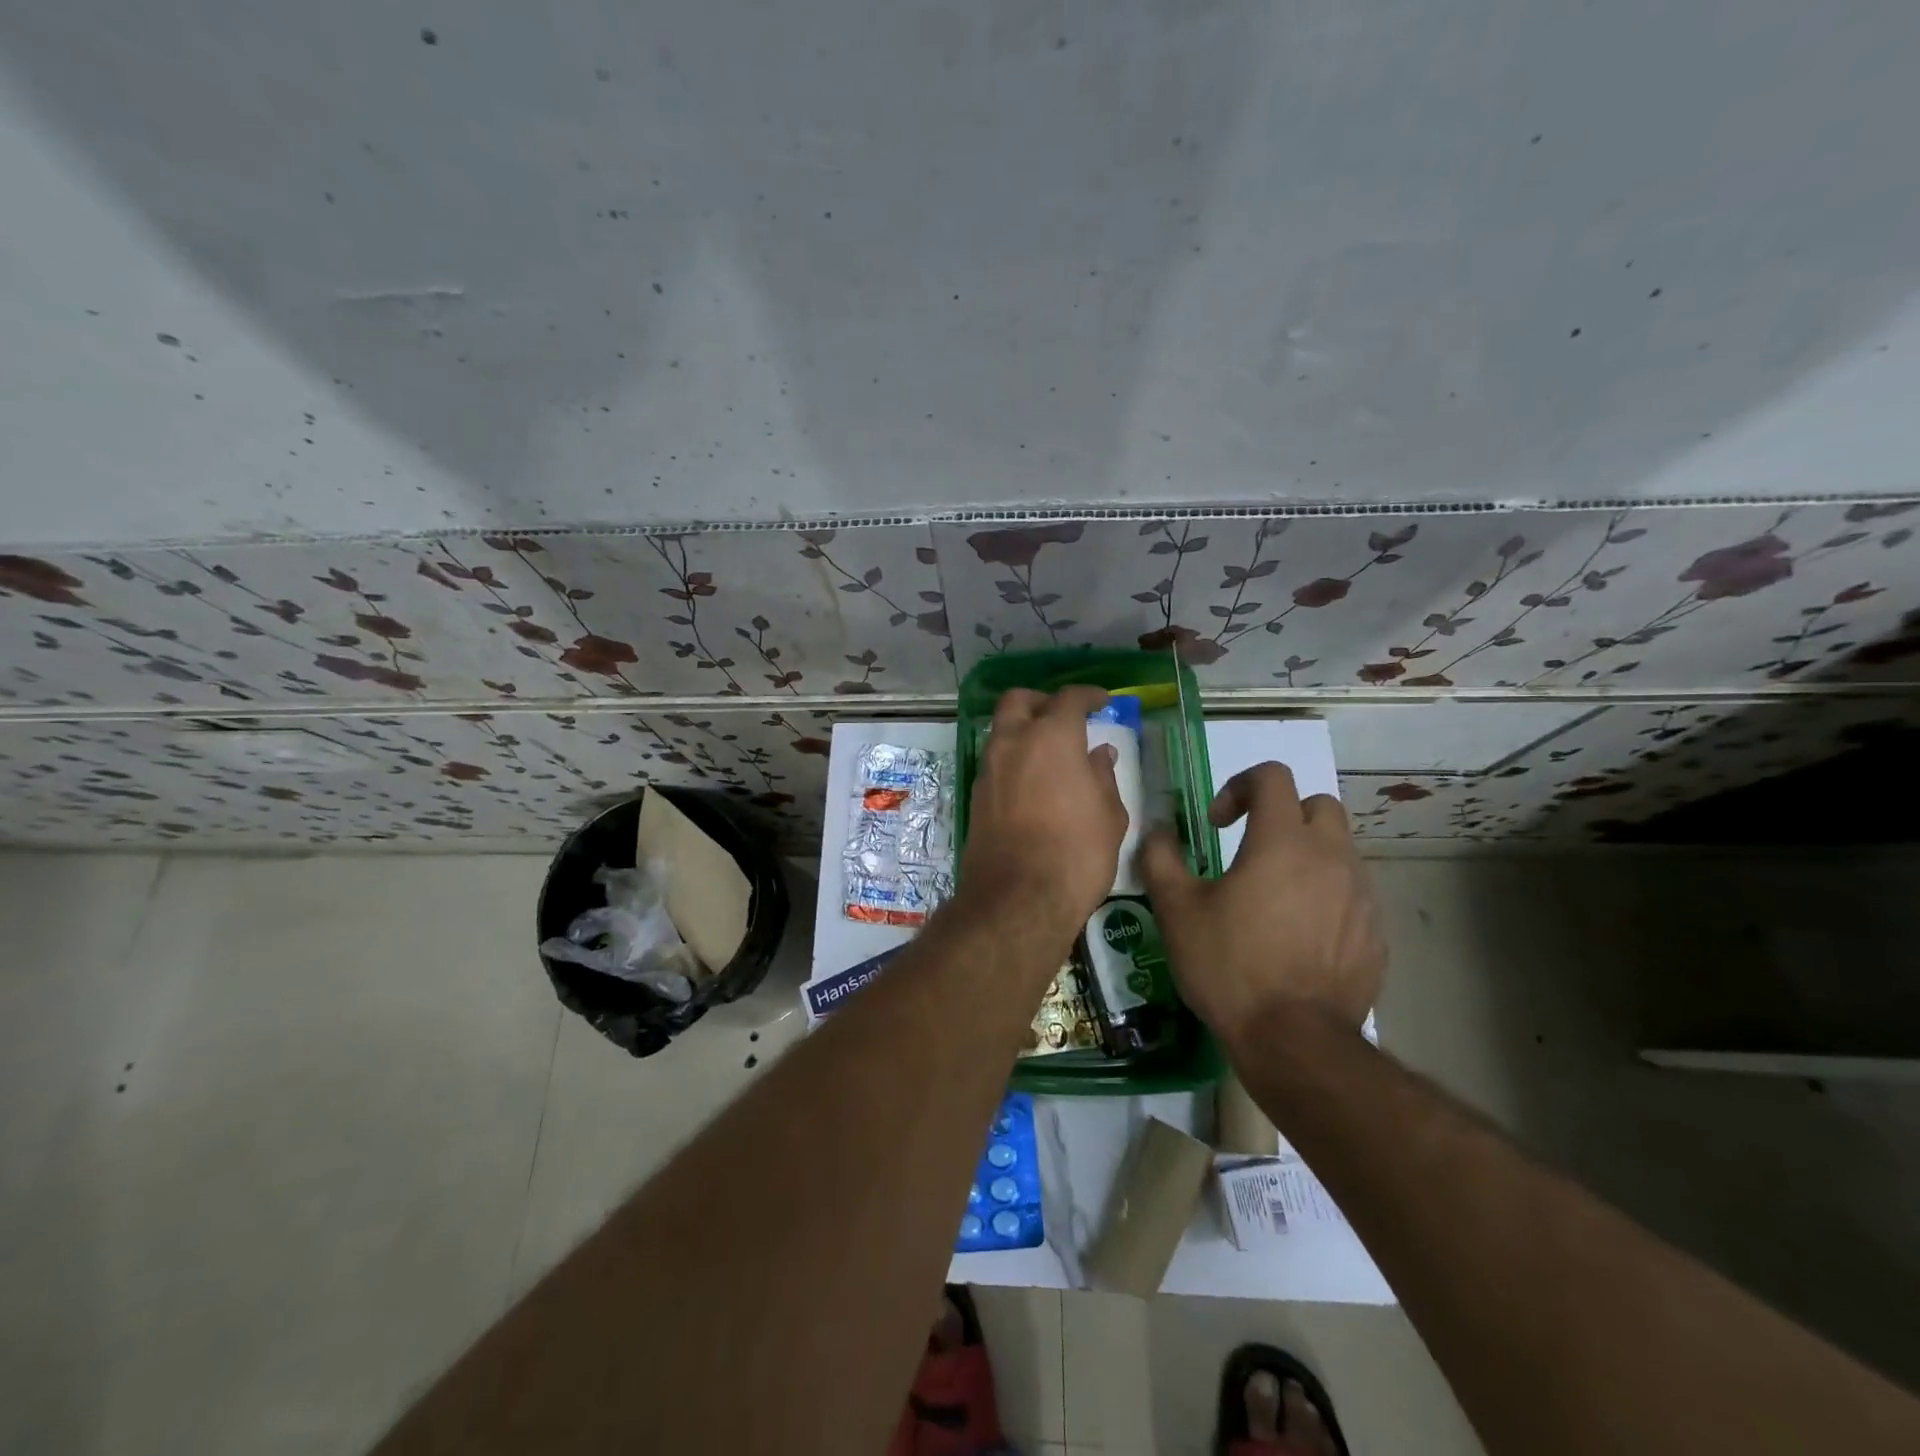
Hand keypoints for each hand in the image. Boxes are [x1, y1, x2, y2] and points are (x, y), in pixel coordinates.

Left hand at [959, 686, 1127, 935]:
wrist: (1018, 898)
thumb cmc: (1077, 853)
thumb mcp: (1108, 814)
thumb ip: (1103, 776)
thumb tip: (1098, 754)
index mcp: (1051, 737)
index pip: (1069, 698)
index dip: (1088, 695)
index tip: (1103, 701)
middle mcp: (1013, 742)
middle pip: (1019, 701)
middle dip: (1042, 701)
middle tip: (1064, 717)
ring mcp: (989, 769)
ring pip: (1001, 730)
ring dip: (1023, 730)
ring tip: (1050, 752)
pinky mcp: (976, 796)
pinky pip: (995, 762)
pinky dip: (1014, 759)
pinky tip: (1033, 781)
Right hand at [1140, 762, 1383, 1049]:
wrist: (1295, 1041)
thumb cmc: (1229, 966)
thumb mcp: (1176, 910)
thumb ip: (1161, 858)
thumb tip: (1159, 831)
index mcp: (1282, 841)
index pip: (1273, 776)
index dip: (1239, 786)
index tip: (1218, 824)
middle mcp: (1331, 857)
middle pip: (1318, 804)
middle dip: (1283, 814)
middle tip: (1252, 849)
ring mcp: (1361, 895)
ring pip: (1339, 850)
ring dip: (1306, 856)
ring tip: (1274, 896)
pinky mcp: (1375, 932)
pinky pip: (1352, 893)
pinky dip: (1326, 895)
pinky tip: (1299, 934)